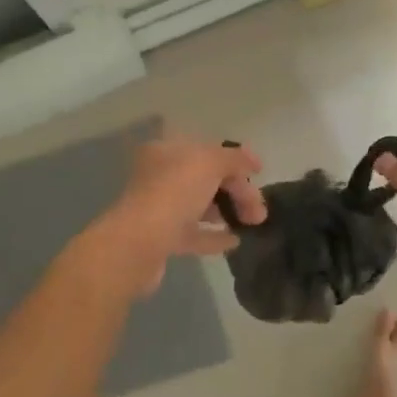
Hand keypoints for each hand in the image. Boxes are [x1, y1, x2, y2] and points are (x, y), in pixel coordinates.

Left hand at [87, 136, 266, 294]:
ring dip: (226, 211)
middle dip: (236, 191)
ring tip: (251, 223)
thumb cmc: (173, 193)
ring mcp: (158, 209)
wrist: (137, 246)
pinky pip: (194, 234)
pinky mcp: (161, 239)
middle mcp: (159, 177)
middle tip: (259, 211)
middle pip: (207, 179)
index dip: (236, 159)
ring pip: (200, 205)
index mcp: (166, 152)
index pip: (207, 150)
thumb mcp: (210, 163)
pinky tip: (235, 241)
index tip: (259, 173)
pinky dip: (214, 236)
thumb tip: (252, 161)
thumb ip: (235, 158)